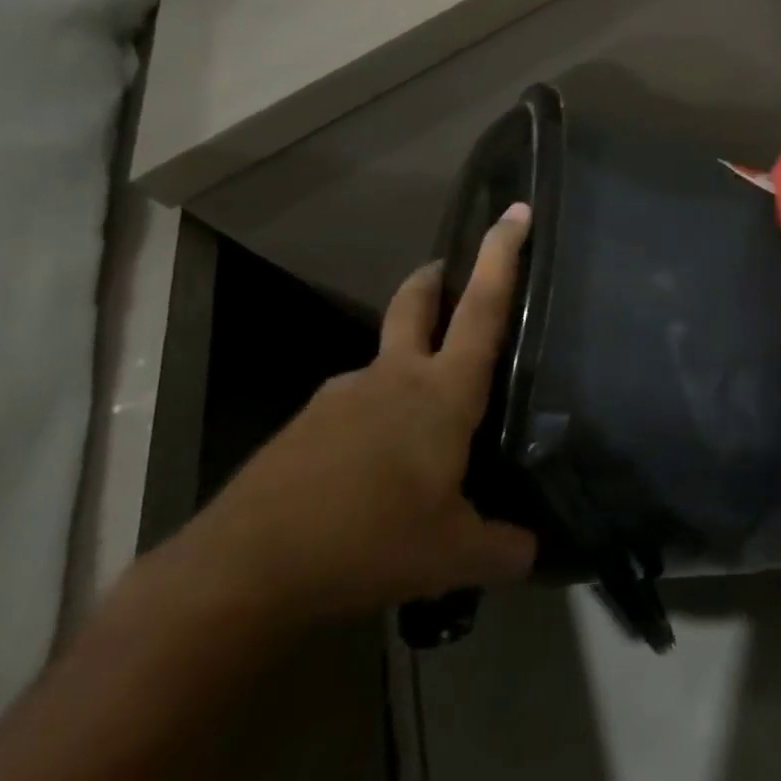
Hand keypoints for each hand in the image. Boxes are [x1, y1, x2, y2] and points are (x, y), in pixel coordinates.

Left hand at [197, 204, 538, 627]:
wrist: (245, 570)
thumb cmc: (370, 541)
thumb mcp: (454, 555)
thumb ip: (504, 548)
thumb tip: (535, 551)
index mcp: (441, 393)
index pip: (483, 308)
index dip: (503, 254)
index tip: (517, 210)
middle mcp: (392, 377)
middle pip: (417, 303)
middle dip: (437, 278)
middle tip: (450, 272)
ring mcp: (340, 397)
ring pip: (384, 364)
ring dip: (406, 373)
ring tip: (423, 432)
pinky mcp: (304, 427)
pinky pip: (353, 410)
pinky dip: (374, 422)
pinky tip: (374, 474)